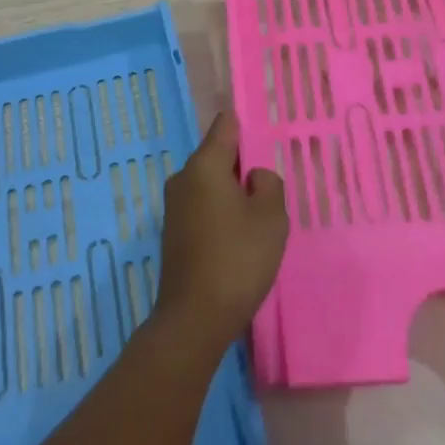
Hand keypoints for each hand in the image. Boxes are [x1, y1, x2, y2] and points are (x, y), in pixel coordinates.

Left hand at [154, 108, 287, 353]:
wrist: (194, 319)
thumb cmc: (237, 259)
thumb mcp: (271, 218)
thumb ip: (269, 184)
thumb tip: (253, 176)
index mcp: (204, 165)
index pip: (225, 126)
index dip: (247, 125)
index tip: (267, 135)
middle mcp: (183, 178)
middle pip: (218, 156)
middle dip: (243, 167)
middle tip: (271, 187)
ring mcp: (174, 206)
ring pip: (211, 184)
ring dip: (233, 194)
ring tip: (259, 218)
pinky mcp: (174, 233)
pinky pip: (203, 207)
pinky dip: (221, 214)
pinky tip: (239, 240)